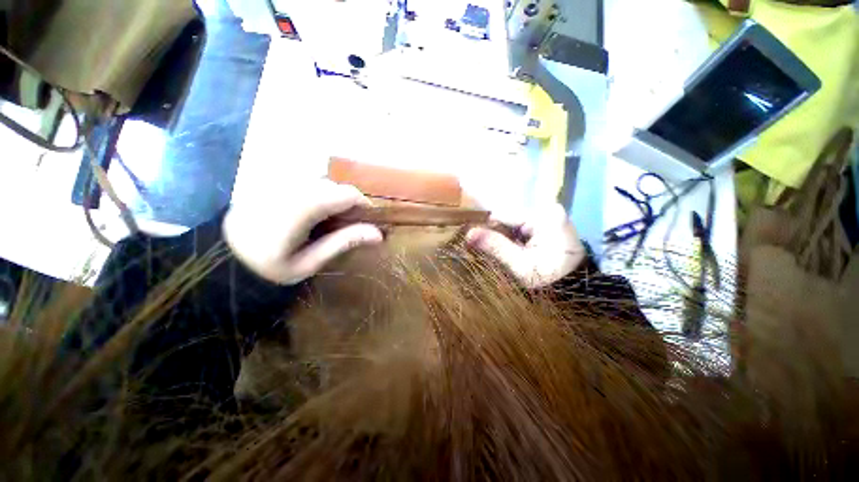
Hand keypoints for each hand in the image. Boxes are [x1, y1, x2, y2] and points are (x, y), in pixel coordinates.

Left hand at [223, 179, 383, 284]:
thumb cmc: (267, 267)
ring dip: (332, 197)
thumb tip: (379, 234)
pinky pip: (304, 180)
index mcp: (302, 208)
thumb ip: (344, 242)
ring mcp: (279, 180)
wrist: (219, 257)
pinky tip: (309, 212)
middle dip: (347, 202)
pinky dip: (316, 192)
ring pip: (321, 180)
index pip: (347, 193)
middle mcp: (291, 186)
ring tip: (327, 219)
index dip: (364, 205)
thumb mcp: (309, 262)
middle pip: (336, 185)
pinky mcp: (271, 181)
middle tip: (346, 224)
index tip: (367, 221)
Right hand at [466, 203, 584, 287]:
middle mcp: (546, 209)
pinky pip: (522, 227)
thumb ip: (495, 246)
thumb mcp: (519, 265)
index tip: (482, 247)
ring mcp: (548, 215)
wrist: (577, 288)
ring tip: (510, 254)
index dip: (488, 231)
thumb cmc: (549, 277)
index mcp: (542, 216)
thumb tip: (469, 233)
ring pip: (513, 223)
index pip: (502, 215)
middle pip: (508, 218)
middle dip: (499, 235)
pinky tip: (518, 250)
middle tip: (501, 254)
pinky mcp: (548, 223)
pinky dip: (516, 238)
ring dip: (507, 238)